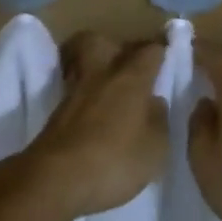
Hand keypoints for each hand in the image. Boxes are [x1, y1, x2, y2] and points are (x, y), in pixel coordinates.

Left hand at [16, 33, 168, 220]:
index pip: (150, 50)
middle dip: (112, 47)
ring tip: (107, 92)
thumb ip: (159, 119)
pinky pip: (73, 93)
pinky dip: (83, 98)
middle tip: (125, 65)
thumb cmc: (114, 160)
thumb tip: (155, 101)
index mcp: (131, 77)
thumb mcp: (155, 148)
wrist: (56, 179)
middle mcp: (101, 74)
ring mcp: (74, 93)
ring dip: (93, 72)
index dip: (160, 51)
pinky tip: (92, 116)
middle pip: (100, 41)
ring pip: (82, 65)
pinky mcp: (55, 115)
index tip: (166, 55)